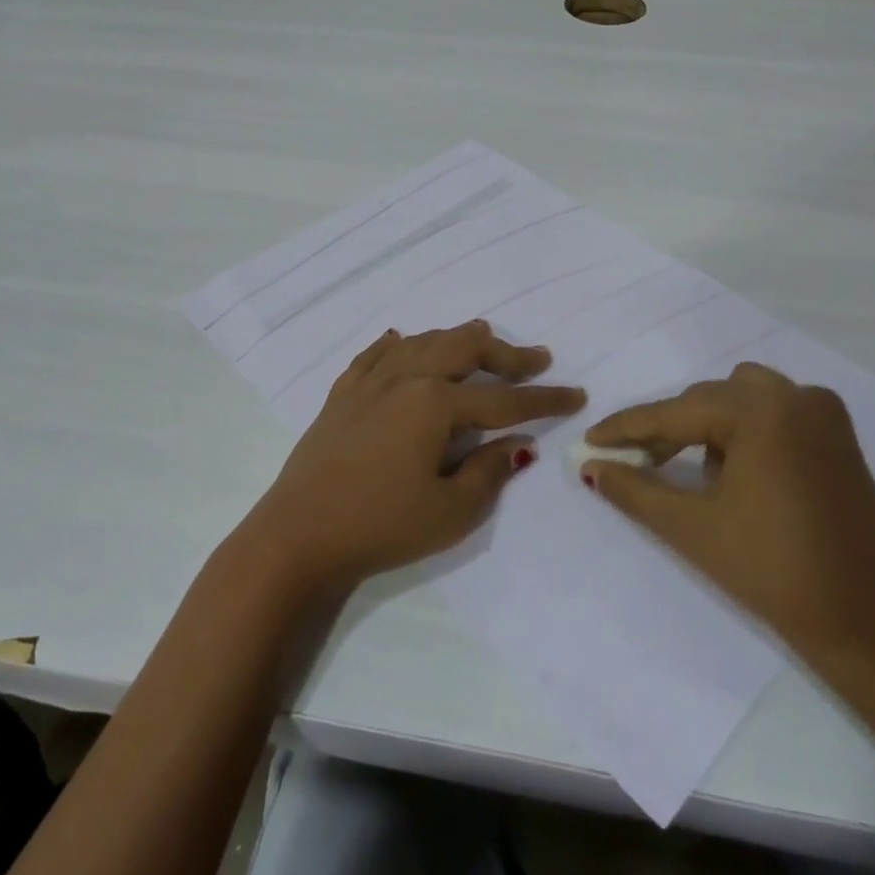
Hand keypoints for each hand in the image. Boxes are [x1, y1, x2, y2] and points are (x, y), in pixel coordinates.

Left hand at [244, 322, 586, 591]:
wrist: (298, 535)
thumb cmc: (381, 526)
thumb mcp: (450, 511)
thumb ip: (490, 471)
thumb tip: (517, 445)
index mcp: (434, 404)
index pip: (502, 400)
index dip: (543, 399)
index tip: (576, 394)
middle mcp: (404, 379)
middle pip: (462, 349)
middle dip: (504, 354)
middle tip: (534, 360)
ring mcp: (368, 383)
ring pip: (421, 343)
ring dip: (456, 340)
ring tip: (480, 339)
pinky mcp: (341, 395)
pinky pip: (374, 356)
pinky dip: (396, 346)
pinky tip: (401, 341)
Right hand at [581, 362, 874, 669]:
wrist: (873, 626)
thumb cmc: (775, 573)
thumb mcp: (692, 528)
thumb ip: (633, 489)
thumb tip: (590, 466)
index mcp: (761, 411)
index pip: (675, 412)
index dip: (626, 428)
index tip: (590, 440)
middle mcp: (795, 397)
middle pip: (707, 400)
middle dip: (667, 429)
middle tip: (634, 463)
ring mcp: (824, 414)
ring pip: (740, 398)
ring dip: (707, 425)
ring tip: (688, 470)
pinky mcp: (839, 438)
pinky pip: (775, 412)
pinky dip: (745, 429)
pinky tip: (736, 471)